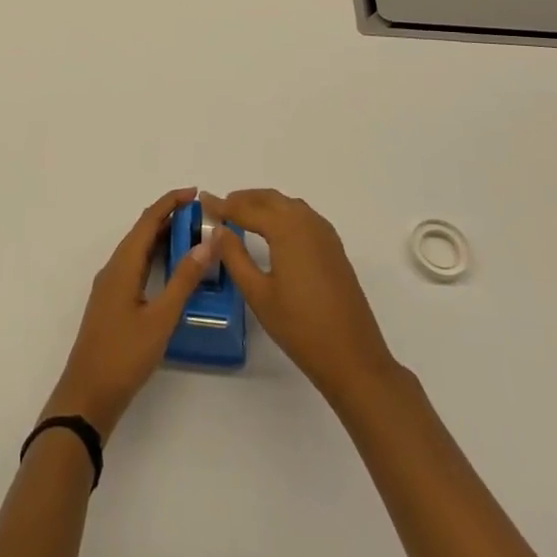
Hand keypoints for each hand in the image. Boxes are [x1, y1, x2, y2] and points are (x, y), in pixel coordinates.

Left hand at [41, 187, 213, 442]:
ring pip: (138, 249)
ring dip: (163, 237)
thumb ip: (184, 279)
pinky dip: (155, 257)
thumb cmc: (124, 356)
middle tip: (202, 215)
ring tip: (193, 236)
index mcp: (122, 265)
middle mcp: (114, 268)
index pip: (148, 220)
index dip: (171, 202)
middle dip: (170, 217)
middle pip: (142, 231)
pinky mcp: (113, 302)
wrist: (87, 397)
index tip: (197, 193)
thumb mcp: (161, 318)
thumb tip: (208, 242)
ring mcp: (111, 286)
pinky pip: (136, 266)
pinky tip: (171, 269)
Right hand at [202, 189, 399, 406]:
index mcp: (287, 229)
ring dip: (264, 204)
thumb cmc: (300, 327)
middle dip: (243, 199)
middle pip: (270, 199)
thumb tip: (219, 230)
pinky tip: (274, 230)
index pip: (247, 208)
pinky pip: (303, 217)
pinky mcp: (334, 248)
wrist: (353, 358)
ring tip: (242, 215)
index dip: (223, 204)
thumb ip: (235, 256)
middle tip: (220, 207)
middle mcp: (307, 222)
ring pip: (288, 205)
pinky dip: (283, 214)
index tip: (203, 200)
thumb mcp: (258, 293)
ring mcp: (325, 234)